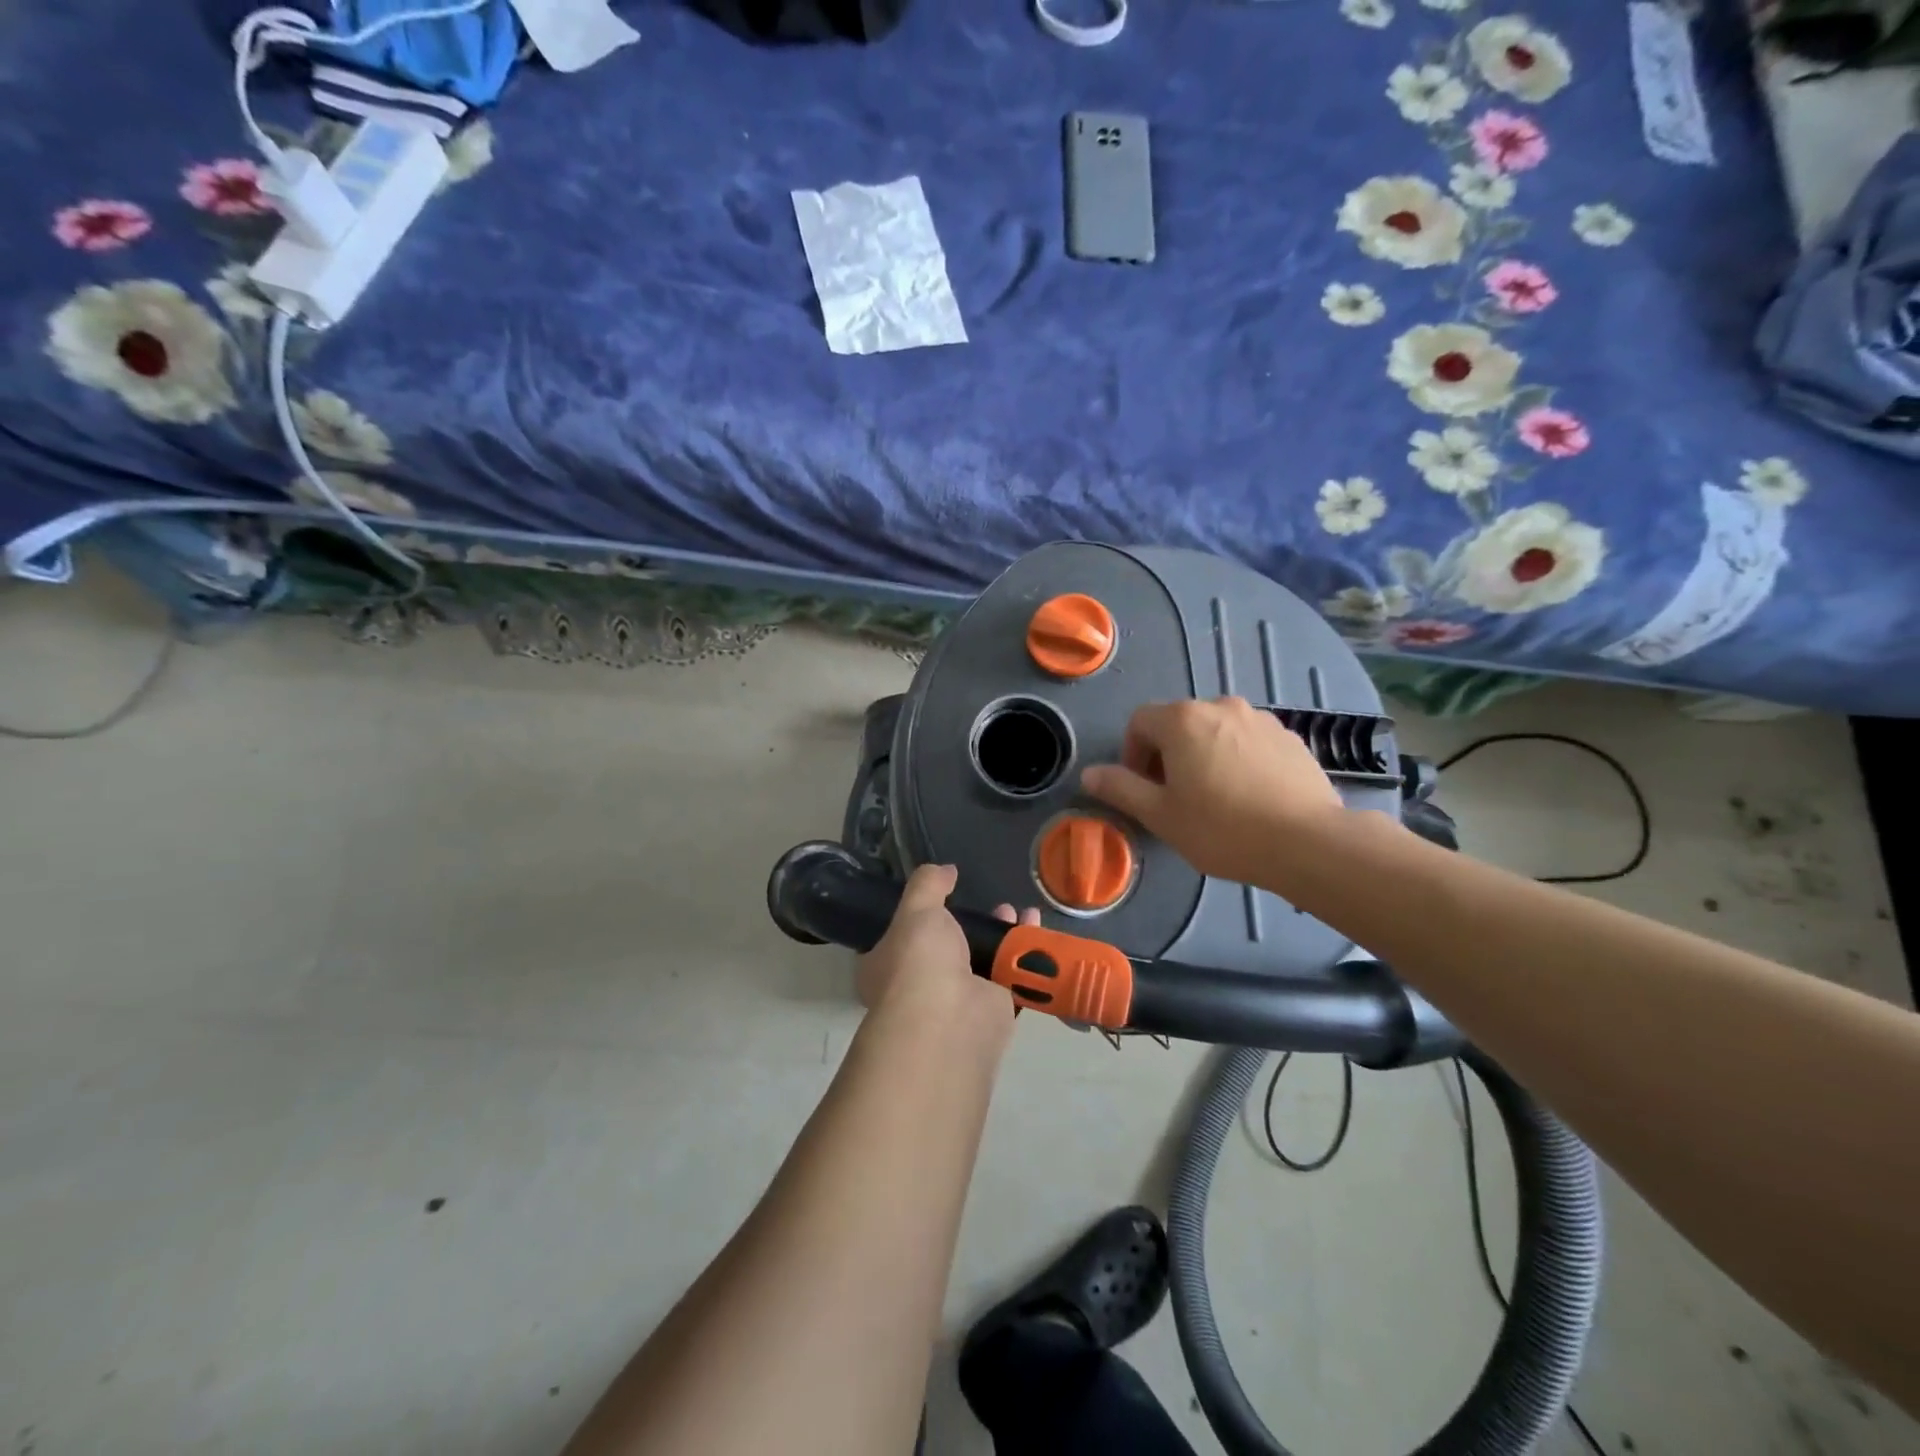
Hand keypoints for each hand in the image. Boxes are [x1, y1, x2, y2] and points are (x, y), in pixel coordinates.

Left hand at [856, 865, 1035, 1035]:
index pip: (902, 937)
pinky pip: (1010, 978)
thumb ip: (929, 884)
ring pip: (984, 961)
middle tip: (998, 905)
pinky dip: (1025, 956)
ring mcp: (957, 1002)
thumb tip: (945, 870)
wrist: (949, 1019)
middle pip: (951, 948)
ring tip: (1021, 912)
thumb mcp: (917, 910)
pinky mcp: (991, 1012)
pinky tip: (1037, 932)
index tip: (947, 897)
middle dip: (976, 924)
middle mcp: (918, 986)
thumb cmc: (918, 962)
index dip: (923, 916)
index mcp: (886, 965)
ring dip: (1004, 936)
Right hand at [1081, 697, 1345, 886]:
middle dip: (1168, 755)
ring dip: (1204, 755)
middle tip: (1176, 798)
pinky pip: (1249, 741)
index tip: (1144, 789)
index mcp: (1183, 720)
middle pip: (1178, 723)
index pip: (1140, 722)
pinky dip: (1238, 760)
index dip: (1132, 755)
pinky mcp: (1290, 737)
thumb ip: (1120, 788)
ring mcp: (1260, 719)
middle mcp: (1221, 706)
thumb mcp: (1160, 815)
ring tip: (1216, 799)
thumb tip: (1088, 774)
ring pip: (1215, 731)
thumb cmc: (1222, 828)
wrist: (1308, 842)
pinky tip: (1249, 797)